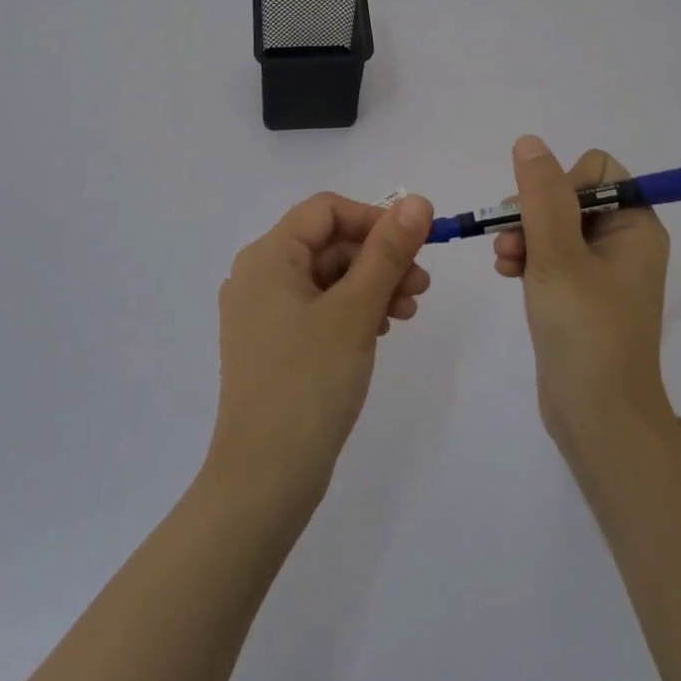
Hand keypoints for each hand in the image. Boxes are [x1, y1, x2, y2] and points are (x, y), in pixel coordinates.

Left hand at [207, 193, 433, 507]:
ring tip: (407, 312)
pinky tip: (380, 331)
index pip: (326, 210)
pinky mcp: (272, 344)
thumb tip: (417, 201)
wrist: (264, 479)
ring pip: (327, 278)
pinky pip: (318, 308)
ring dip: (371, 285)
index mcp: (267, 256)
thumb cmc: (309, 383)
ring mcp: (262, 313)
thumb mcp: (356, 310)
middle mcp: (258, 276)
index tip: (415, 243)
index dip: (373, 218)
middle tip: (422, 285)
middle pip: (328, 244)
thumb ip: (388, 251)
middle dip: (378, 258)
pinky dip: (352, 311)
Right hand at [493, 137, 674, 466]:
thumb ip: (541, 195)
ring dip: (523, 236)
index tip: (538, 213)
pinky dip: (527, 258)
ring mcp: (601, 270)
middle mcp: (623, 242)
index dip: (562, 183)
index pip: (598, 171)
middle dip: (533, 213)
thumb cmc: (585, 330)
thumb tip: (530, 142)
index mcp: (635, 227)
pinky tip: (507, 274)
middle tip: (510, 240)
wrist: (598, 418)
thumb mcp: (558, 255)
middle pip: (570, 196)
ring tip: (504, 262)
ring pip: (553, 225)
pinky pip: (550, 255)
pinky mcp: (580, 294)